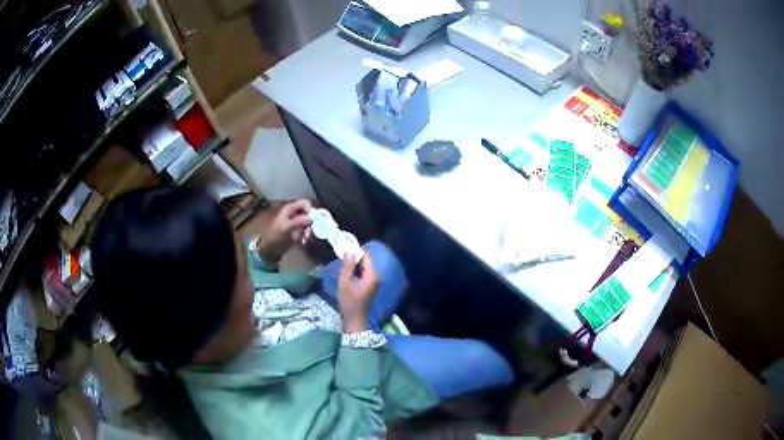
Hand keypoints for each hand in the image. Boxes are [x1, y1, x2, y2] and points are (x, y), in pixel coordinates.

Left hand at [255, 200, 311, 261]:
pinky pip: (309, 229)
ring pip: (310, 220)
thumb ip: (298, 221)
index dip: (309, 208)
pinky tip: (305, 238)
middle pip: (309, 211)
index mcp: (290, 208)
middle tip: (310, 228)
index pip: (304, 203)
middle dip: (312, 219)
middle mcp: (296, 213)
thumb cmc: (276, 235)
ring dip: (311, 227)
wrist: (272, 248)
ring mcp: (299, 222)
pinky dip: (309, 233)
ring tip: (307, 235)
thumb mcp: (286, 227)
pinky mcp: (301, 230)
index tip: (312, 218)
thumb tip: (311, 218)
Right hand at [338, 251, 378, 332]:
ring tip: (343, 262)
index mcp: (372, 275)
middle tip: (342, 254)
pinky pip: (365, 273)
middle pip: (367, 261)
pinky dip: (357, 270)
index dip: (357, 250)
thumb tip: (349, 250)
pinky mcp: (371, 285)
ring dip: (355, 264)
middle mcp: (377, 276)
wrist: (355, 320)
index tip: (345, 246)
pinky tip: (348, 272)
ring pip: (365, 267)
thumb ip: (348, 266)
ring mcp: (375, 281)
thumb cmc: (349, 302)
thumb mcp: (345, 283)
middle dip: (355, 256)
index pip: (366, 256)